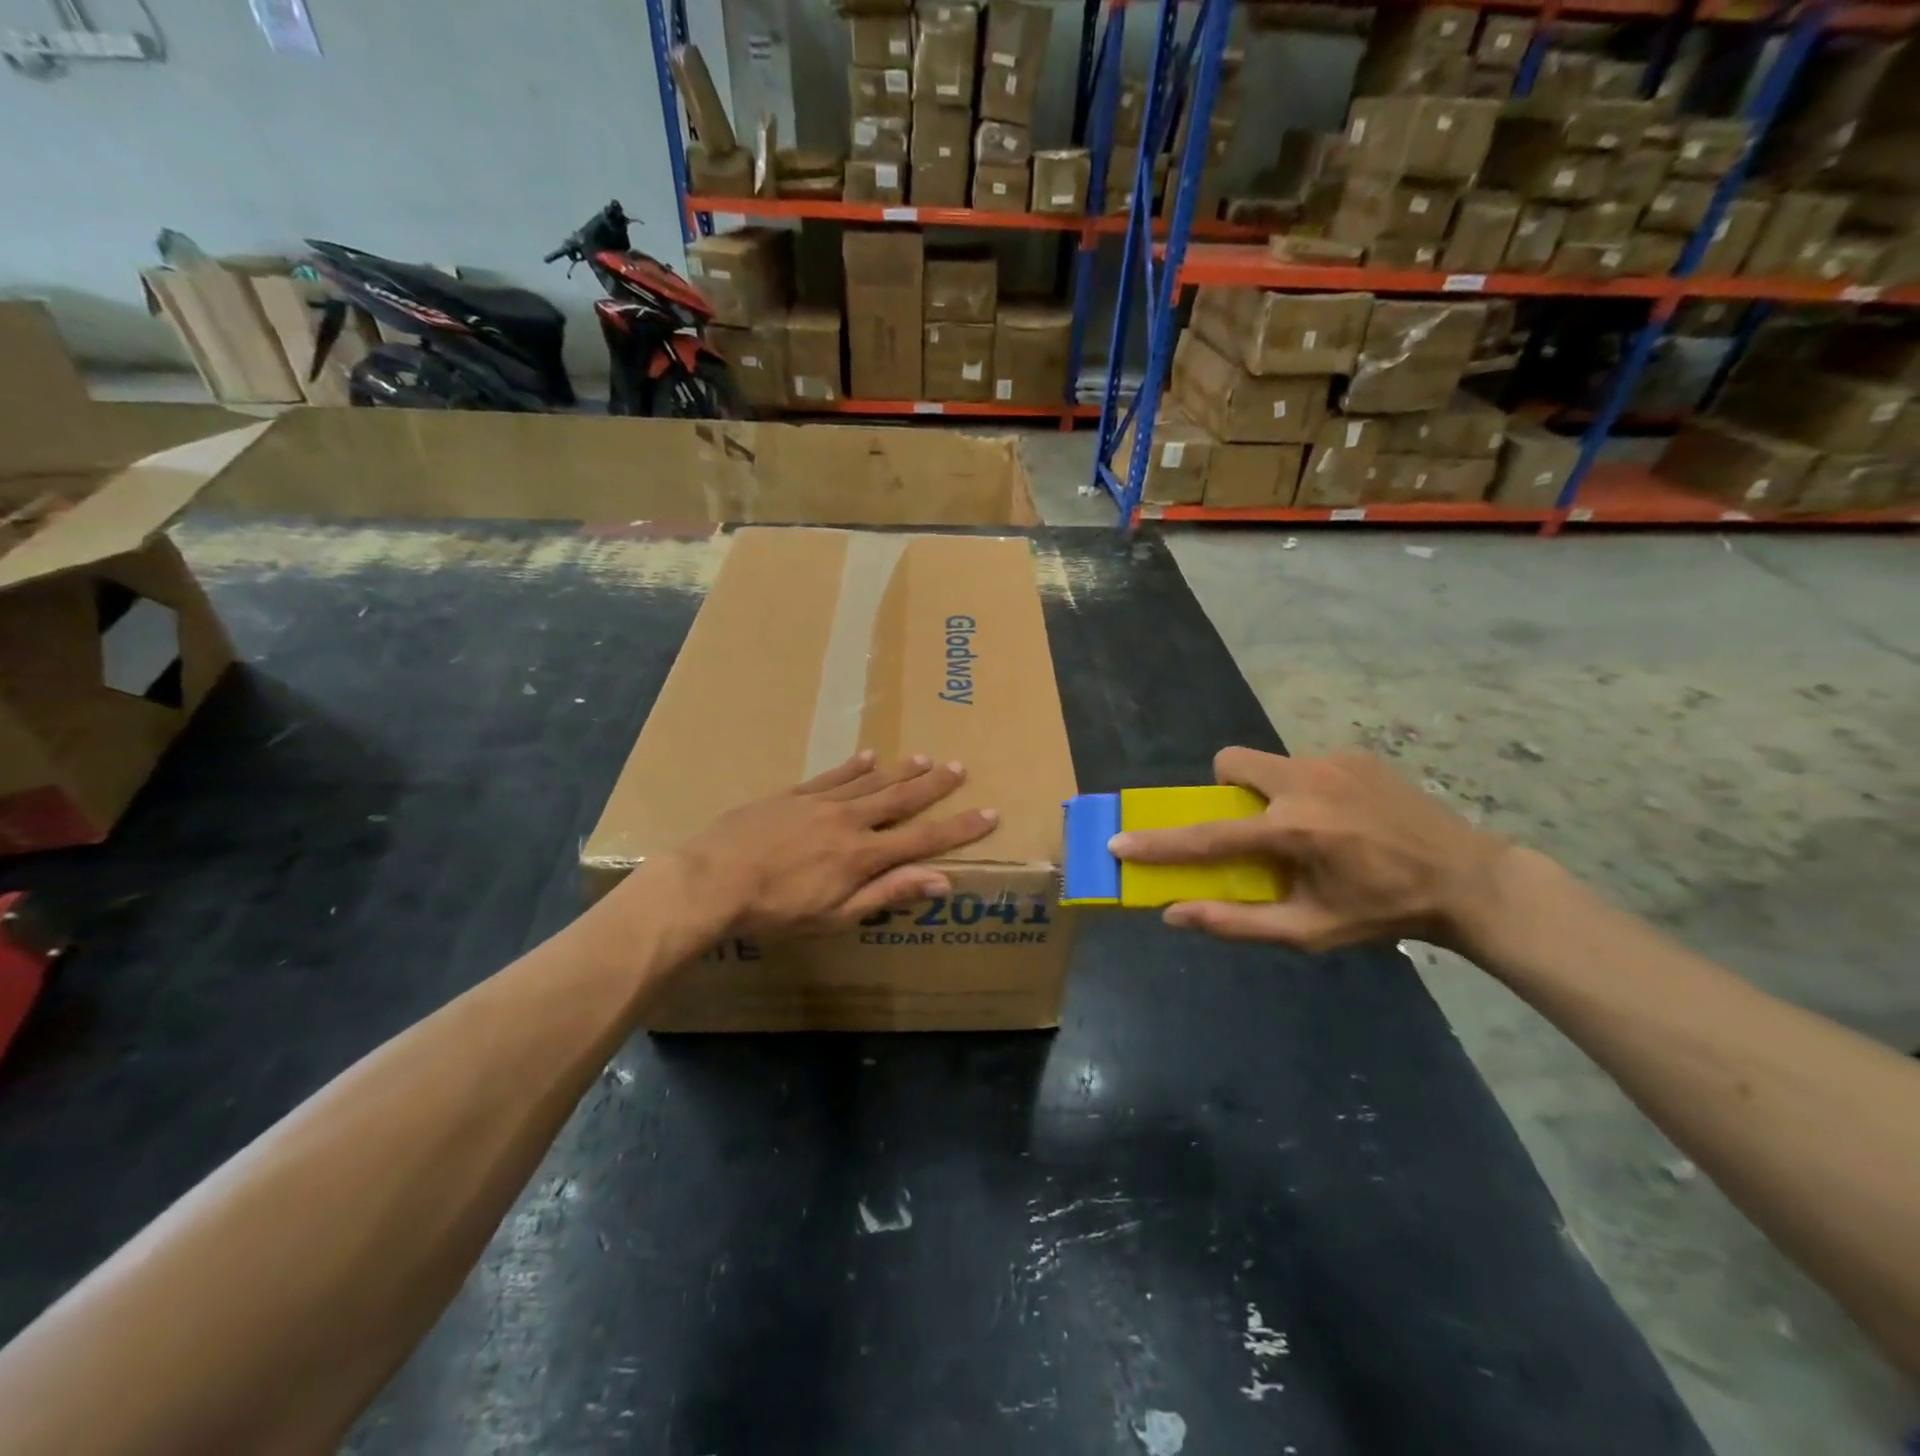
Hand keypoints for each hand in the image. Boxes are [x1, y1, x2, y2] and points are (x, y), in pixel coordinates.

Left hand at [665, 751, 997, 937]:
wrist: (711, 881)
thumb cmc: (774, 911)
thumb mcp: (834, 916)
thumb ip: (887, 895)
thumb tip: (940, 879)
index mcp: (862, 856)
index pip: (923, 840)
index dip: (959, 828)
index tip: (989, 813)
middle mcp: (849, 822)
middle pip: (900, 799)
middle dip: (933, 786)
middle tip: (960, 768)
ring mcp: (819, 804)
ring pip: (869, 782)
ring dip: (900, 771)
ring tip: (925, 758)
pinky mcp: (792, 796)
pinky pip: (831, 776)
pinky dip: (853, 766)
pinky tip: (868, 756)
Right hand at [1109, 748, 1510, 952]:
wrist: (1467, 878)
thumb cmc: (1382, 912)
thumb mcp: (1310, 931)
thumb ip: (1237, 922)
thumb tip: (1174, 912)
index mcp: (1294, 832)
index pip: (1208, 836)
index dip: (1159, 843)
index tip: (1118, 841)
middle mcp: (1306, 784)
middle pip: (1230, 762)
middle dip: (1223, 790)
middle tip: (1249, 826)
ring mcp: (1333, 761)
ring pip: (1268, 763)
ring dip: (1268, 792)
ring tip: (1307, 828)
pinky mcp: (1356, 754)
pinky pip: (1305, 765)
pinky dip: (1305, 789)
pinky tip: (1343, 818)